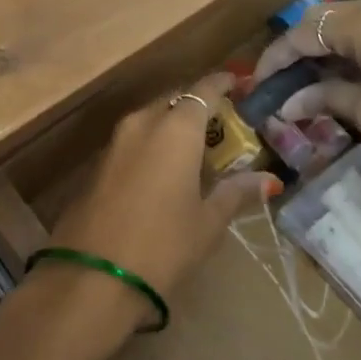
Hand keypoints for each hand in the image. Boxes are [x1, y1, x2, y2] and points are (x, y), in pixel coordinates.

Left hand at [39, 73, 278, 335]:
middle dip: (195, 106)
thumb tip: (269, 179)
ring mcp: (115, 142)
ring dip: (171, 126)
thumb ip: (236, 193)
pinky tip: (162, 170)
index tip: (237, 83)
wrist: (91, 277)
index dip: (222, 83)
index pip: (203, 90)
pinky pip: (132, 140)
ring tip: (194, 147)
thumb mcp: (207, 222)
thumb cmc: (162, 245)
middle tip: (219, 123)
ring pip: (150, 119)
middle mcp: (142, 123)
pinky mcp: (97, 164)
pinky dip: (151, 144)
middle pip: (174, 101)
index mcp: (176, 128)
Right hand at [252, 0, 360, 168]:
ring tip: (308, 84)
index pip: (301, 34)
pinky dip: (349, 48)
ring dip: (323, 49)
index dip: (274, 60)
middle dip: (296, 51)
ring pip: (346, 22)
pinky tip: (344, 75)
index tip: (257, 86)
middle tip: (280, 85)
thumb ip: (325, 100)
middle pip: (321, 20)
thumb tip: (288, 105)